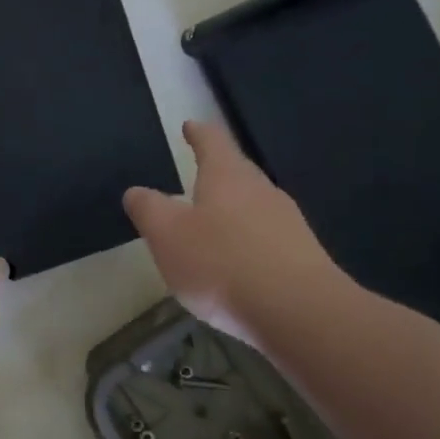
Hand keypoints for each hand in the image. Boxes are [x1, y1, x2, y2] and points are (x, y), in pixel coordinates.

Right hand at [123, 121, 347, 339]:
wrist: (300, 313)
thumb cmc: (221, 262)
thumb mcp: (166, 234)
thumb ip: (148, 208)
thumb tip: (137, 192)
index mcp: (227, 176)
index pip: (212, 141)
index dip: (198, 133)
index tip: (190, 126)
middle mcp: (261, 191)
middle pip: (237, 172)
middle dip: (216, 173)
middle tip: (195, 177)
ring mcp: (288, 224)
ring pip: (253, 206)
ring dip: (231, 210)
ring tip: (209, 225)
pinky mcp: (302, 257)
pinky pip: (266, 238)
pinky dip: (246, 242)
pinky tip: (235, 264)